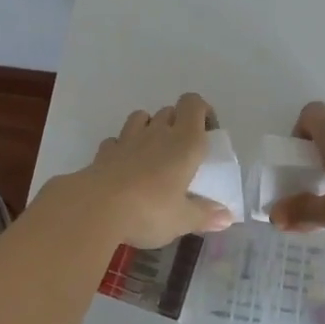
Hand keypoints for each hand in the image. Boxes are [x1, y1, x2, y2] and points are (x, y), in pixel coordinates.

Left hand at [54, 93, 233, 248]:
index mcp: (185, 142)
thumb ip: (205, 216)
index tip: (207, 135)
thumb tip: (228, 217)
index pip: (194, 104)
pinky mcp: (105, 151)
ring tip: (153, 155)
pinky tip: (124, 168)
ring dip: (150, 128)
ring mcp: (128, 138)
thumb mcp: (182, 220)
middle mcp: (158, 132)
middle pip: (170, 110)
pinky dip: (123, 148)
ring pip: (142, 117)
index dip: (202, 112)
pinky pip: (117, 140)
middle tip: (181, 154)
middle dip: (178, 124)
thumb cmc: (149, 210)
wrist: (96, 207)